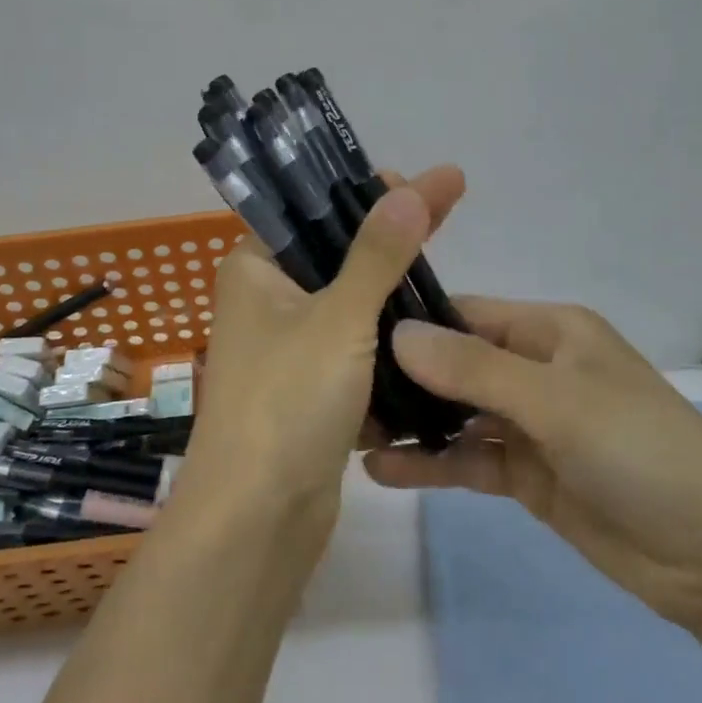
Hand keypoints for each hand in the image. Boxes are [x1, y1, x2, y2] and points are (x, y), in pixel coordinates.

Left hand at [176, 165, 468, 545]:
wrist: (258, 521)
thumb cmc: (288, 402)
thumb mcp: (339, 318)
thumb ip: (377, 254)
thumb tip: (410, 188)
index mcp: (255, 271)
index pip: (310, 211)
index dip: (359, 192)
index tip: (411, 180)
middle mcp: (266, 303)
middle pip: (336, 255)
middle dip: (389, 237)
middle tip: (446, 205)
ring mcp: (288, 349)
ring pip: (350, 305)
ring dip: (392, 291)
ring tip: (444, 263)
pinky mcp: (311, 390)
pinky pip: (355, 350)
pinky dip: (387, 339)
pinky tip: (431, 321)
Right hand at [366, 300, 701, 630]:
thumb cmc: (642, 451)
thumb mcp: (556, 401)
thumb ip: (473, 369)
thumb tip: (397, 333)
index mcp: (549, 330)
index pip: (465, 313)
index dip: (412, 322)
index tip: (349, 334)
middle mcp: (535, 368)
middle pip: (455, 364)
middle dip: (403, 377)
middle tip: (337, 391)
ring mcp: (531, 424)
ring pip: (458, 414)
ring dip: (413, 423)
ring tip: (350, 432)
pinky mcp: (529, 474)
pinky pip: (470, 459)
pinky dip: (432, 464)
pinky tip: (383, 471)